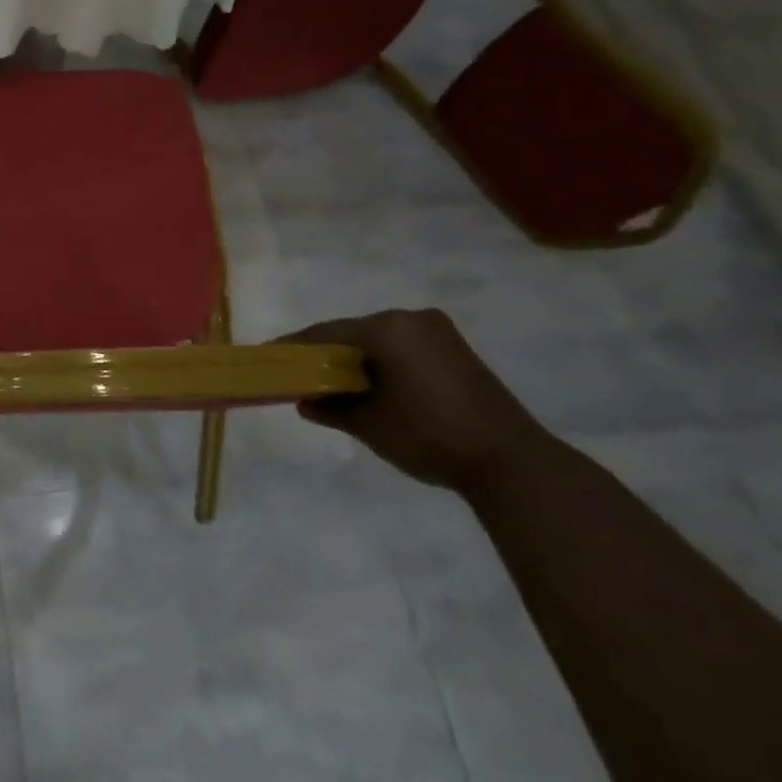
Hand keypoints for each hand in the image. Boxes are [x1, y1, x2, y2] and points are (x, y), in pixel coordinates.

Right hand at [280, 308, 545, 492]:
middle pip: (353, 333)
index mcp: (387, 328)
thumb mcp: (367, 423)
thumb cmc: (428, 434)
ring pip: (379, 341)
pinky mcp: (456, 352)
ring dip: (355, 361)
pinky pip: (403, 349)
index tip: (270, 358)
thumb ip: (330, 408)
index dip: (295, 347)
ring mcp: (439, 333)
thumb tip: (304, 402)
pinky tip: (369, 387)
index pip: (325, 332)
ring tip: (331, 385)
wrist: (511, 462)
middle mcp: (412, 319)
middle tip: (299, 375)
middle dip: (325, 355)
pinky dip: (381, 364)